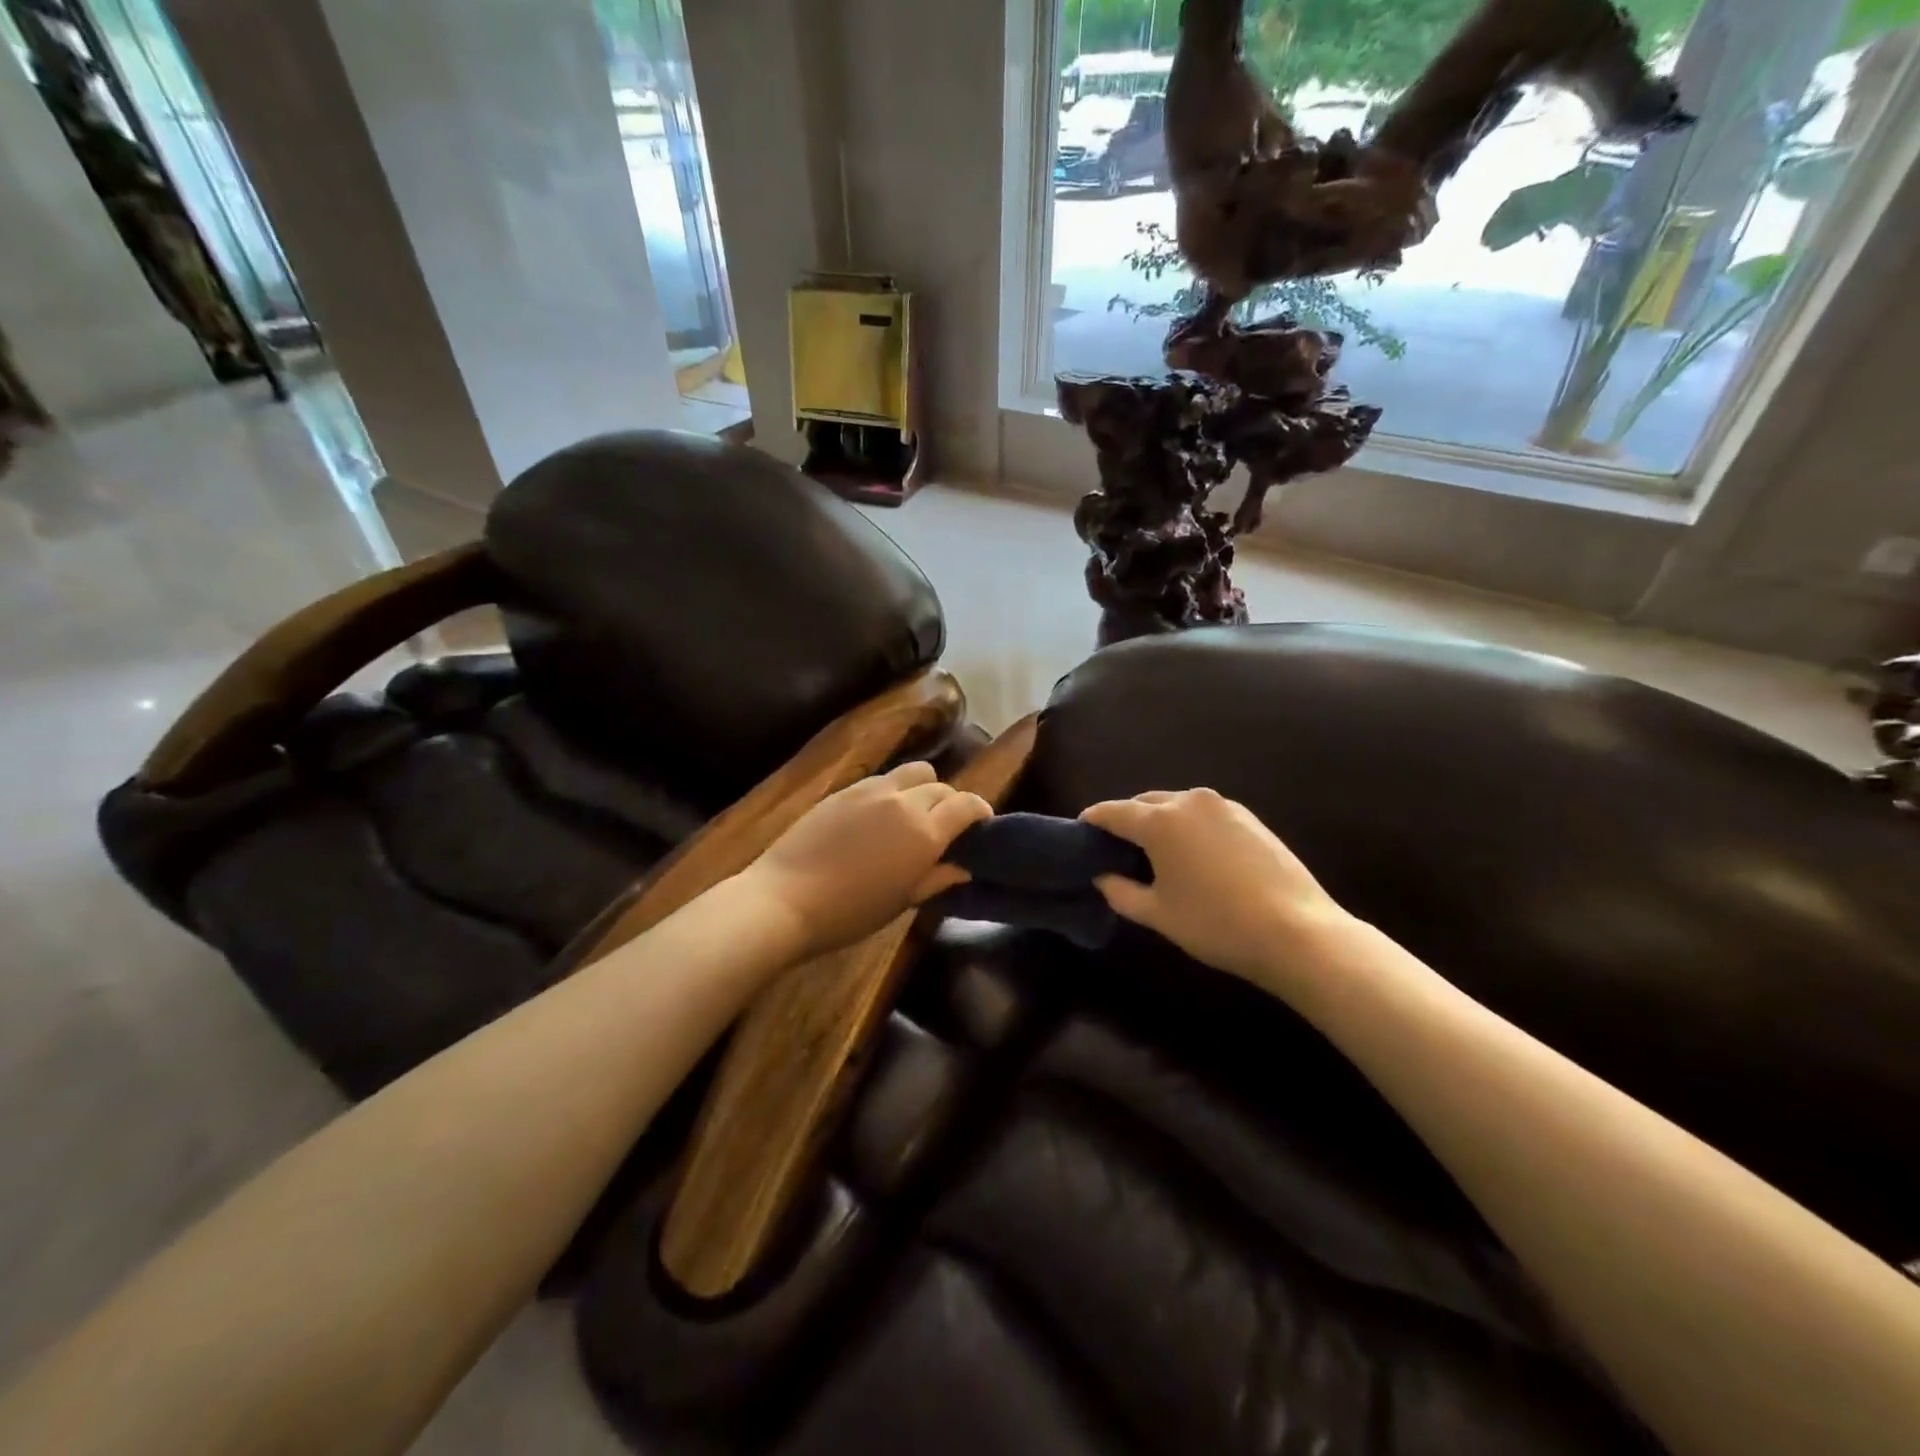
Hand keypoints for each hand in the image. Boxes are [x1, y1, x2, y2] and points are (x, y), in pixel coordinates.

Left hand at [742, 762, 991, 959]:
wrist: (784, 899)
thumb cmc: (849, 913)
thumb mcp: (901, 902)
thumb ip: (936, 878)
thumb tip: (963, 867)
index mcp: (924, 832)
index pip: (967, 804)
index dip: (980, 811)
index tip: (981, 825)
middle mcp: (904, 802)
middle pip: (942, 787)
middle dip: (952, 803)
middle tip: (945, 827)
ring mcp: (872, 790)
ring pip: (914, 772)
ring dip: (924, 788)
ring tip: (914, 813)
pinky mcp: (845, 789)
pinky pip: (883, 779)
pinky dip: (894, 790)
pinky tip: (880, 815)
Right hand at [1080, 788, 1352, 985]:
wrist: (1297, 932)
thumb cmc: (1215, 924)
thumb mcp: (1158, 914)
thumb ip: (1120, 892)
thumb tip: (1102, 877)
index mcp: (1160, 821)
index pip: (1112, 812)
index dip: (1092, 821)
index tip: (1081, 833)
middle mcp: (1189, 802)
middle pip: (1145, 803)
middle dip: (1127, 820)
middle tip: (1118, 850)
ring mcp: (1224, 806)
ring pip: (1177, 806)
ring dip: (1160, 822)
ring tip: (1156, 853)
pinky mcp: (1250, 818)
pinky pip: (1204, 815)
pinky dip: (1189, 828)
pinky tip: (1194, 856)